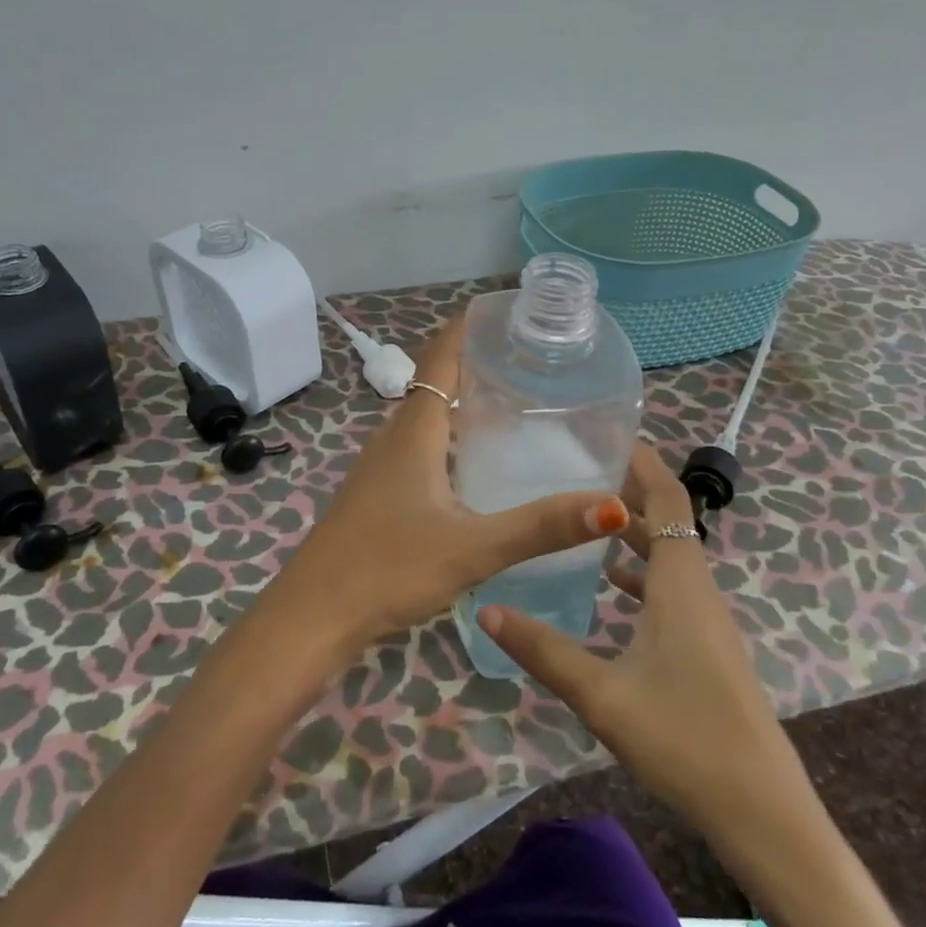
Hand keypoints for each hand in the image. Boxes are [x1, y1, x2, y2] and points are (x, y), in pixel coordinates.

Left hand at [271, 312, 630, 654]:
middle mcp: (394, 437)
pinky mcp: (378, 492)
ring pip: (428, 417)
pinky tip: (475, 464)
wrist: (314, 614)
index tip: (507, 311)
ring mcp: (381, 465)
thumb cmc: (389, 568)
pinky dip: (450, 436)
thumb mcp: (472, 548)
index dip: (467, 328)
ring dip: (463, 401)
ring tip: (514, 403)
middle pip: (437, 383)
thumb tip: (611, 504)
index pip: (441, 358)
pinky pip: (420, 446)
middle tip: (531, 360)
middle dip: (477, 362)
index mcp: (415, 431)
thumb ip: (540, 527)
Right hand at [480, 444, 815, 843]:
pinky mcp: (708, 648)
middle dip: (629, 495)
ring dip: (636, 535)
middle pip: (669, 523)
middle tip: (579, 474)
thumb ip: (542, 650)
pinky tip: (614, 590)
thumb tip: (486, 609)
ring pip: (671, 558)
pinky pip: (674, 590)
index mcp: (681, 583)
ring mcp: (708, 621)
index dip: (644, 464)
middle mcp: (699, 591)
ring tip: (587, 524)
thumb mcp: (602, 694)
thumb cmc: (684, 738)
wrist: (762, 811)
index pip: (669, 501)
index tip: (609, 436)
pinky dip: (645, 575)